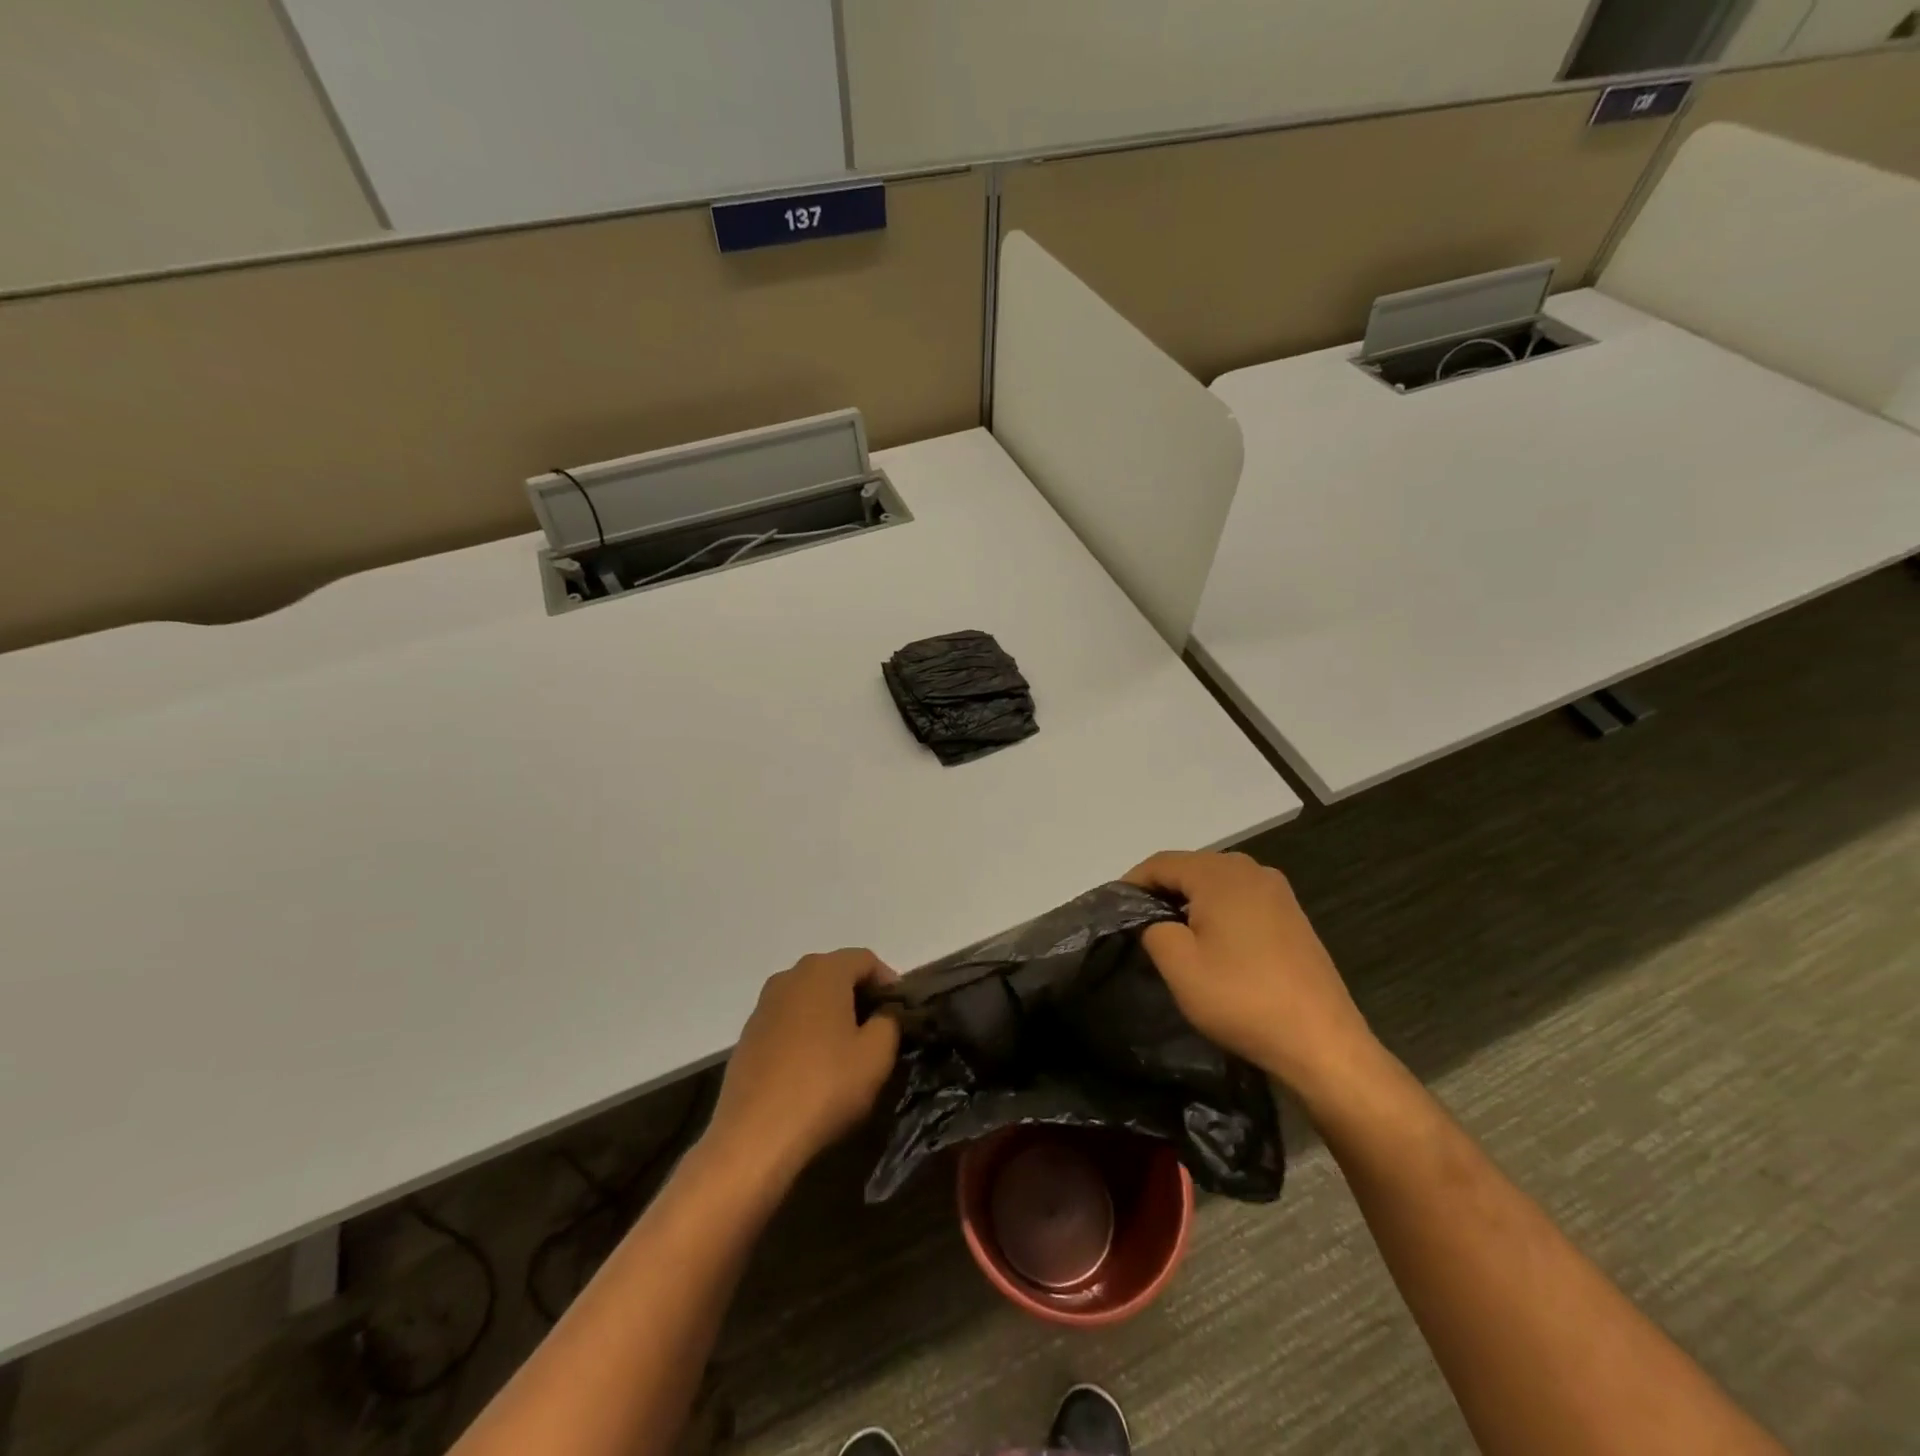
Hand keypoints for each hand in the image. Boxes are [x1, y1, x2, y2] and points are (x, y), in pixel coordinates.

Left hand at [706, 949, 900, 1187]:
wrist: (754, 1137)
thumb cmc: (825, 1086)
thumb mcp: (877, 1055)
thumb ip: (889, 1022)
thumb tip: (883, 1014)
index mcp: (823, 971)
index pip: (866, 960)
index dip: (889, 982)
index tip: (901, 1013)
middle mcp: (790, 976)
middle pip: (835, 973)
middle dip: (860, 996)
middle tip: (879, 1029)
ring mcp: (764, 1005)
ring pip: (809, 997)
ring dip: (832, 1013)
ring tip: (848, 1049)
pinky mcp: (748, 1035)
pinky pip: (788, 1020)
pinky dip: (807, 1032)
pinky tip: (814, 1065)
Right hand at [1125, 851, 1378, 1102]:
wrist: (1322, 1042)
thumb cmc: (1242, 998)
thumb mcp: (1179, 965)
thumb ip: (1153, 929)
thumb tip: (1155, 920)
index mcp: (1221, 874)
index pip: (1161, 863)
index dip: (1132, 883)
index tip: (1114, 910)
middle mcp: (1251, 870)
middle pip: (1191, 868)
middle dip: (1162, 891)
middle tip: (1139, 924)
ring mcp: (1278, 892)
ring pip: (1217, 883)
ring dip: (1190, 902)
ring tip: (1172, 935)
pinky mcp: (1292, 916)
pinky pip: (1241, 900)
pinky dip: (1218, 912)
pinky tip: (1213, 943)